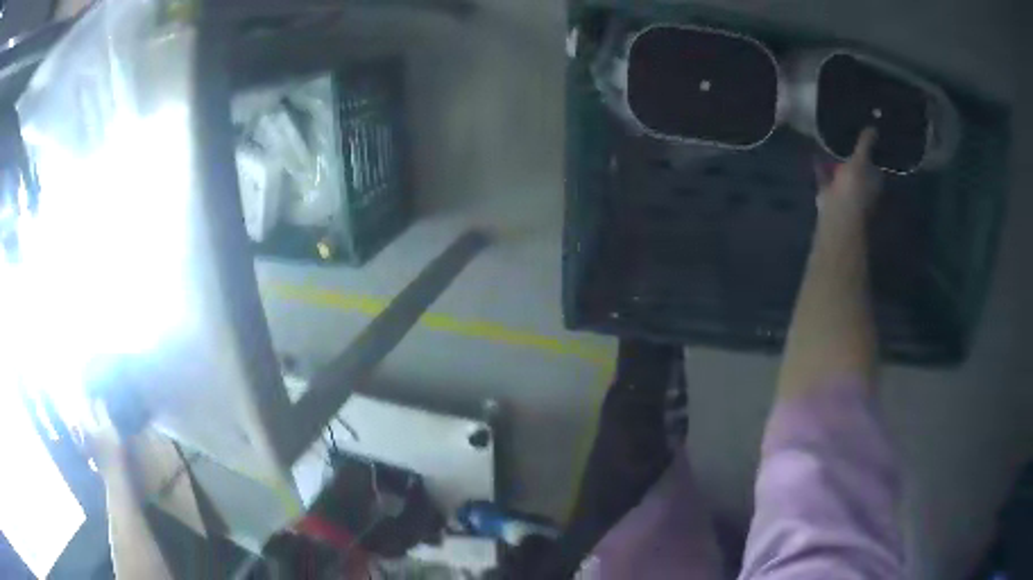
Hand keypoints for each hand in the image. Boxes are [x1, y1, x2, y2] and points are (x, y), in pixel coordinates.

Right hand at [815, 128, 882, 219]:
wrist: (837, 214)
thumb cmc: (854, 188)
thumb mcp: (860, 160)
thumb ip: (865, 144)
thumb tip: (874, 127)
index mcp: (874, 183)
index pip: (874, 168)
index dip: (869, 157)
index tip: (861, 144)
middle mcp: (863, 190)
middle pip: (859, 173)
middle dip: (852, 163)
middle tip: (843, 144)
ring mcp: (847, 195)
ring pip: (843, 177)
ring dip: (837, 167)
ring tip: (828, 149)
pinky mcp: (831, 197)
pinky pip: (827, 180)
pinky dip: (822, 170)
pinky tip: (815, 158)